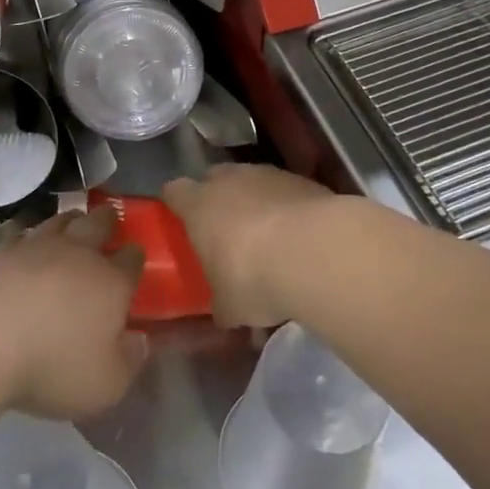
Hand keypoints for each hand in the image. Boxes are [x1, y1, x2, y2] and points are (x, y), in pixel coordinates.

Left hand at [0, 209, 146, 418]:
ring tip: (72, 219)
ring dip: (69, 219)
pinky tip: (22, 239)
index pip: (131, 260)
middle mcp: (78, 254)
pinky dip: (26, 233)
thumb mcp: (105, 384)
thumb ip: (129, 361)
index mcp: (111, 282)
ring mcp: (36, 246)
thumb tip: (140, 340)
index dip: (136, 257)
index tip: (136, 255)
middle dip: (107, 220)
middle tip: (109, 216)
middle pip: (98, 225)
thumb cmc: (52, 365)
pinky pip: (19, 232)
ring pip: (59, 220)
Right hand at [162, 164, 336, 326]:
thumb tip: (224, 314)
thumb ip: (223, 304)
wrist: (314, 252)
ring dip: (257, 202)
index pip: (175, 192)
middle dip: (219, 199)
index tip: (182, 220)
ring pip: (253, 182)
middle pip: (215, 179)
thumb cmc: (253, 277)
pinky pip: (286, 191)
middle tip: (226, 230)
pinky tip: (301, 237)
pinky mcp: (302, 180)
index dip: (177, 204)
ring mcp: (268, 175)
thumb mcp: (230, 306)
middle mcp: (229, 180)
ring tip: (271, 237)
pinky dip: (289, 208)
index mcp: (198, 205)